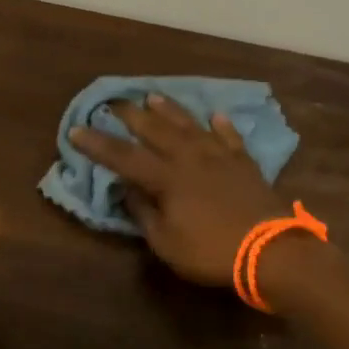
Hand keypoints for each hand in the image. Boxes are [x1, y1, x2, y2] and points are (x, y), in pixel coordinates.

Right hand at [70, 94, 287, 286]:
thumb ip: (143, 213)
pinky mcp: (244, 164)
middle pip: (156, 131)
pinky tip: (215, 116)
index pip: (123, 157)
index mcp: (166, 178)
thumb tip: (126, 189)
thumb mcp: (166, 242)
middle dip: (132, 115)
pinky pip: (229, 138)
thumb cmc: (211, 251)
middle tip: (115, 101)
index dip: (98, 144)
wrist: (271, 250)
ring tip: (154, 97)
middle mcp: (189, 159)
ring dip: (171, 111)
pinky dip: (221, 126)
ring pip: (190, 126)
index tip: (77, 129)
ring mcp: (219, 157)